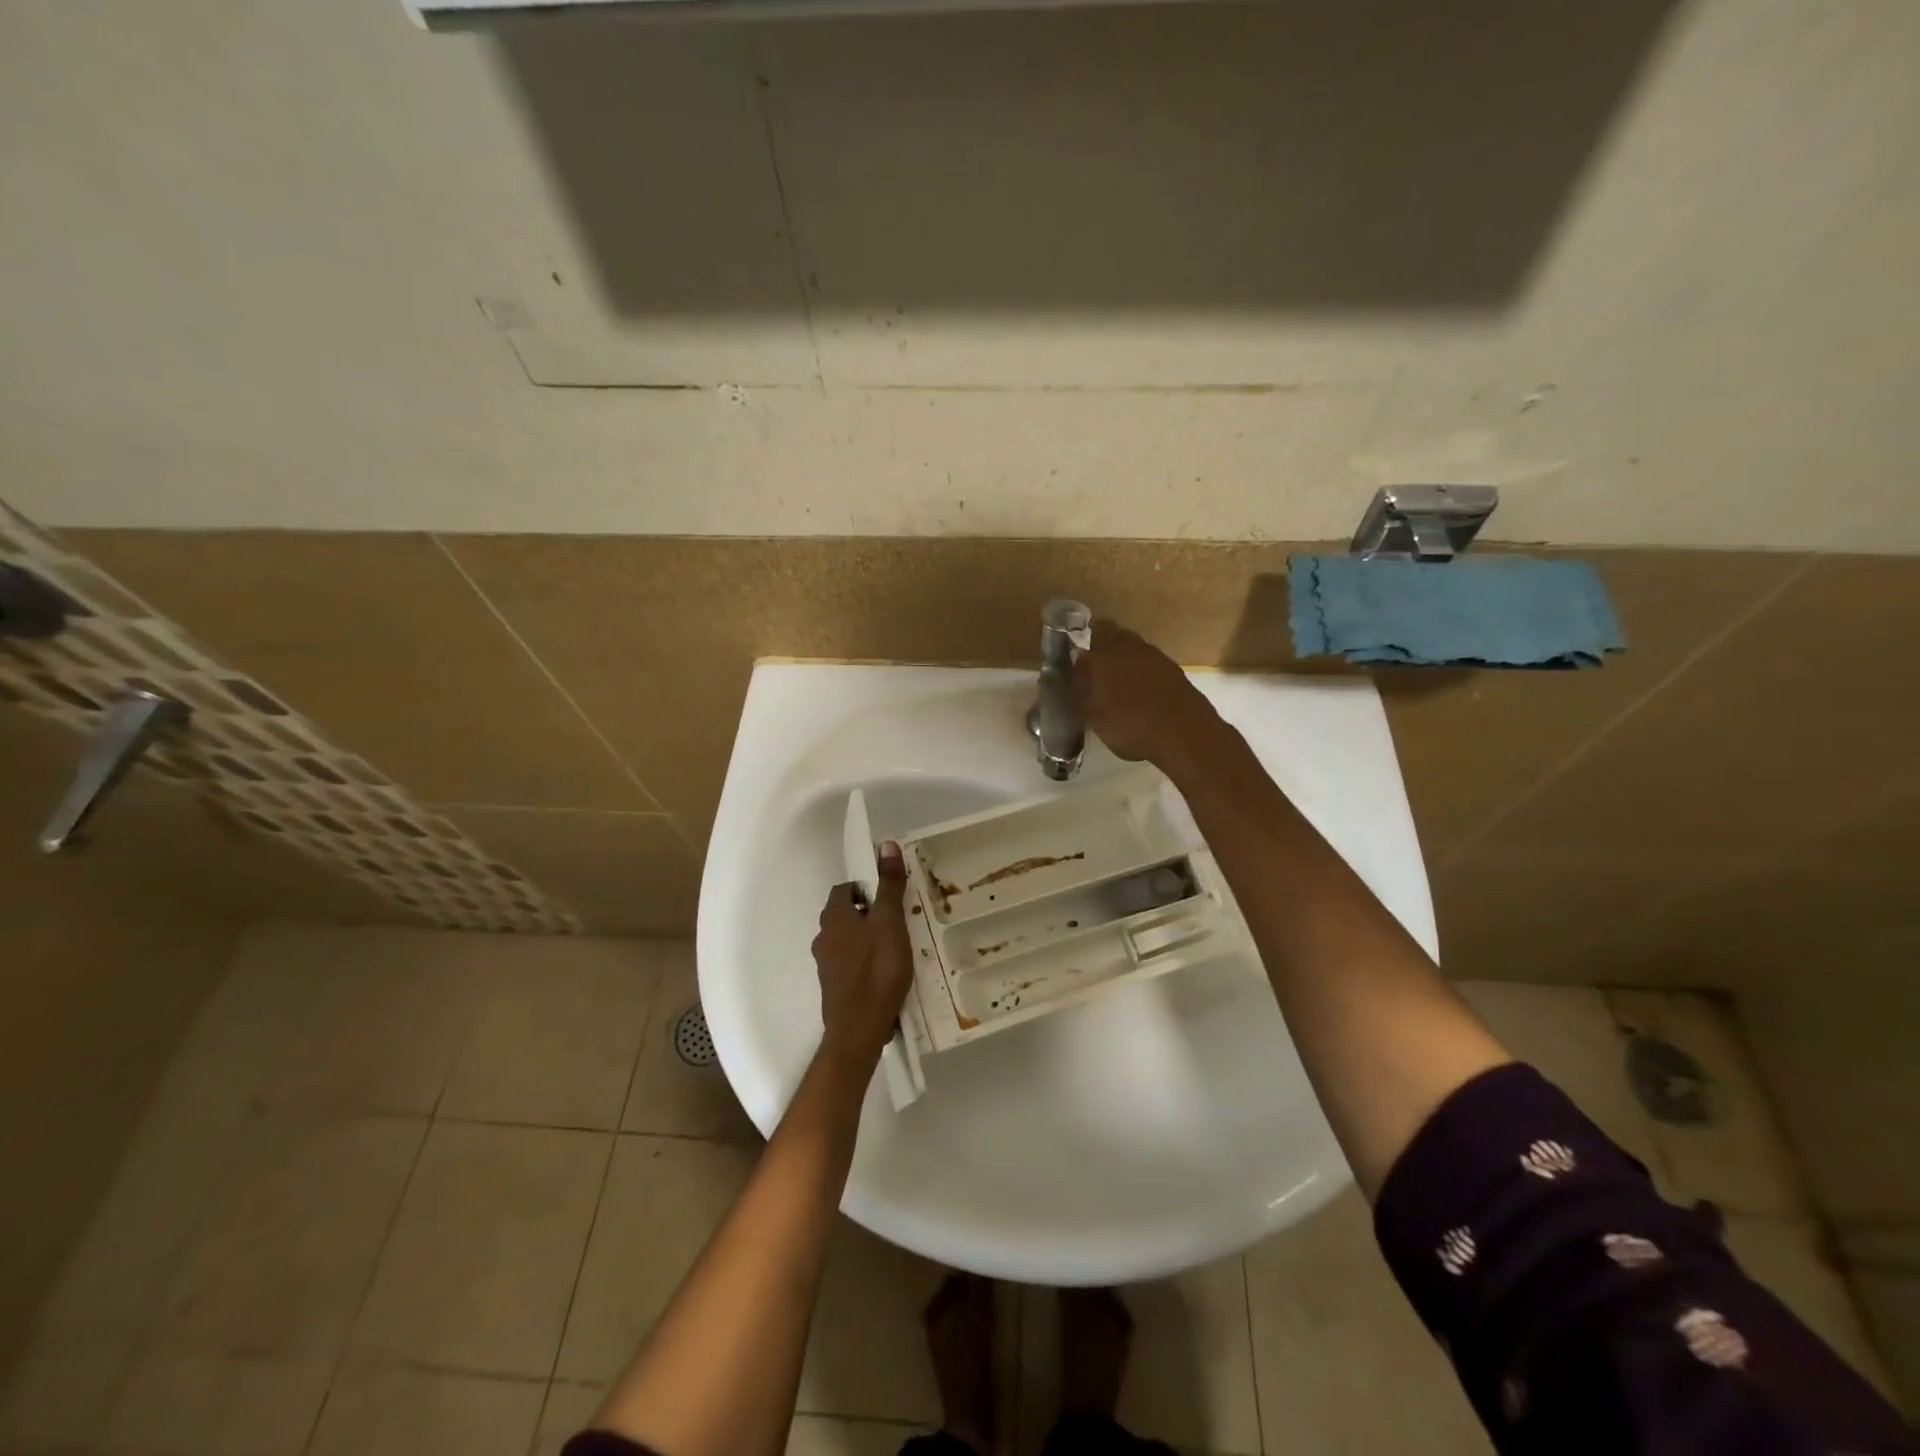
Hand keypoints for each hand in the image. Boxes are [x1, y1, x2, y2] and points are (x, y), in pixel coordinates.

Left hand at [811, 841, 914, 1065]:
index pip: (845, 889)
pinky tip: (886, 974)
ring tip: (896, 949)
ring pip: (848, 940)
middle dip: (869, 914)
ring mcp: (826, 965)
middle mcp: (823, 937)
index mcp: (834, 916)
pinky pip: (850, 964)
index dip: (867, 890)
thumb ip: (889, 885)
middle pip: (846, 915)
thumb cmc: (876, 969)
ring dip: (867, 939)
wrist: (859, 1028)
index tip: (890, 900)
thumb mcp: (890, 921)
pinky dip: (865, 963)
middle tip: (897, 922)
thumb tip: (885, 844)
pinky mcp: (834, 987)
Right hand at [1072, 620, 1223, 773]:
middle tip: (1096, 670)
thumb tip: (1073, 672)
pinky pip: (1152, 664)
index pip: (1092, 631)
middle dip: (1104, 647)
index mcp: (1105, 654)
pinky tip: (1142, 694)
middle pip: (1115, 635)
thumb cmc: (1130, 726)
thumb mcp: (1093, 717)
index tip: (1077, 658)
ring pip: (1135, 649)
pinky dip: (1144, 673)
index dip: (1084, 641)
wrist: (1184, 734)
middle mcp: (1131, 647)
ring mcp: (1156, 656)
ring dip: (1126, 660)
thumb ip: (1079, 691)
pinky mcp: (1175, 670)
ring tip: (1119, 685)